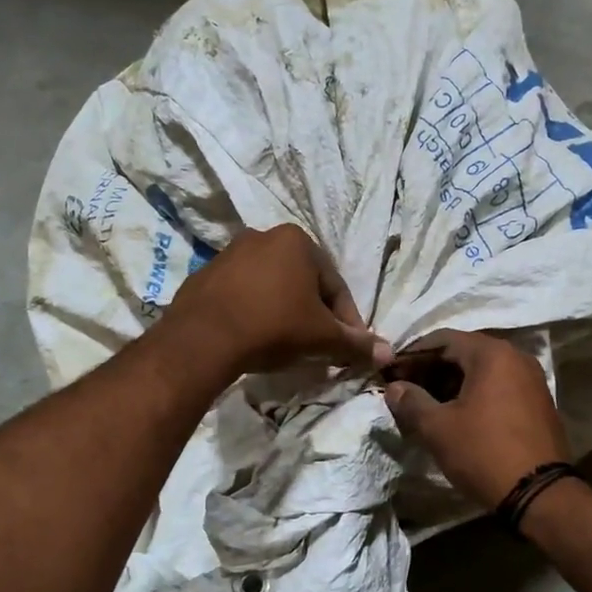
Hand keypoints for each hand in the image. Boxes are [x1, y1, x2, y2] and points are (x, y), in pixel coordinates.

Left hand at [163, 223, 391, 378]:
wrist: (203, 338)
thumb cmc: (274, 327)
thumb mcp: (322, 338)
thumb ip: (356, 344)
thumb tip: (388, 354)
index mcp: (297, 241)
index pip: (336, 286)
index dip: (347, 322)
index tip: (349, 348)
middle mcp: (263, 237)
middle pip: (303, 284)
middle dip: (314, 315)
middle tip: (319, 347)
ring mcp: (229, 255)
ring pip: (271, 288)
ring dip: (284, 313)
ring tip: (287, 346)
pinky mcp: (204, 276)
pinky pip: (241, 296)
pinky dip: (254, 313)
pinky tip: (254, 339)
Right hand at [383, 329, 570, 511]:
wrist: (540, 495)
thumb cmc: (483, 452)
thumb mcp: (437, 428)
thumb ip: (411, 401)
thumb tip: (394, 387)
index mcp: (492, 354)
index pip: (442, 339)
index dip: (412, 354)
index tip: (390, 373)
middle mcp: (516, 357)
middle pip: (463, 352)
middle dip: (431, 369)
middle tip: (406, 390)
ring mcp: (531, 380)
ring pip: (482, 371)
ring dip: (452, 383)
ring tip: (427, 406)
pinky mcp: (538, 402)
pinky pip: (499, 387)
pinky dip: (475, 394)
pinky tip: (457, 416)